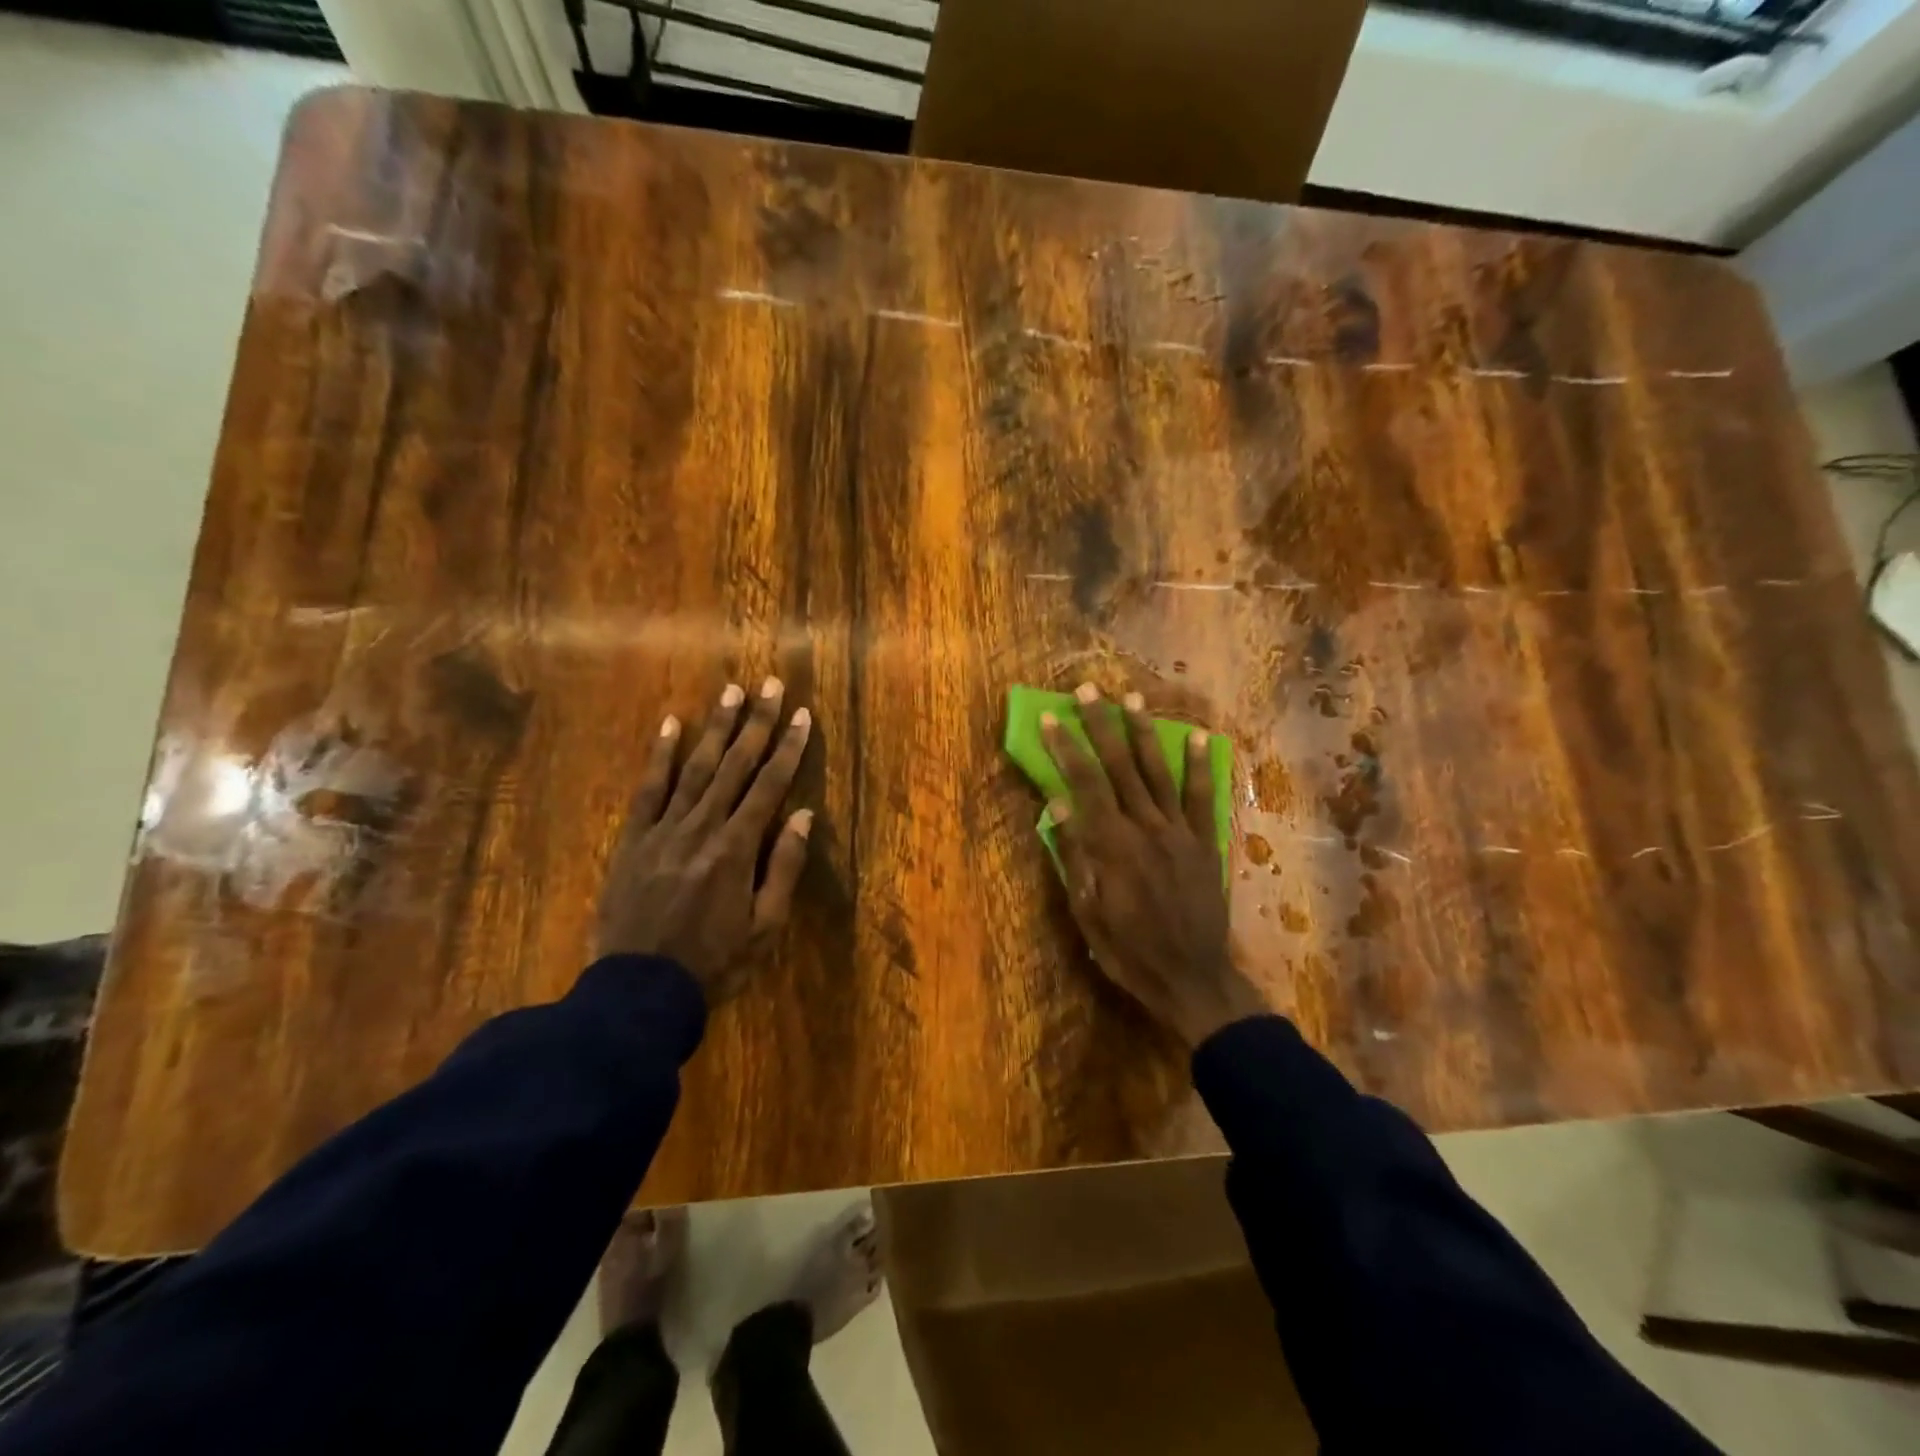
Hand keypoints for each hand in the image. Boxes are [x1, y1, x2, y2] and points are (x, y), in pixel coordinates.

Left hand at [596, 677, 813, 1004]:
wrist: (638, 991)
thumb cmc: (713, 962)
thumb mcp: (765, 927)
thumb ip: (784, 867)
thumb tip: (802, 814)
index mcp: (736, 848)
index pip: (769, 786)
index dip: (788, 748)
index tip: (801, 715)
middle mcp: (702, 827)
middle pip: (735, 766)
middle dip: (755, 723)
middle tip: (768, 685)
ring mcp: (663, 830)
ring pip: (694, 768)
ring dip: (715, 728)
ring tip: (730, 693)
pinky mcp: (633, 839)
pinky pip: (647, 789)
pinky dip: (660, 756)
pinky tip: (670, 725)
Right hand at [1042, 684, 1265, 1045]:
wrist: (1193, 979)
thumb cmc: (1129, 952)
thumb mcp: (1088, 915)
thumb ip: (1075, 858)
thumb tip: (1058, 807)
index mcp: (1112, 847)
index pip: (1083, 786)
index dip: (1067, 749)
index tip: (1053, 718)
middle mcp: (1145, 829)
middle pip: (1119, 768)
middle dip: (1101, 726)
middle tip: (1089, 690)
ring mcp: (1180, 833)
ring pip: (1158, 773)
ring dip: (1144, 733)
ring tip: (1133, 698)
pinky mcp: (1205, 843)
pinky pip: (1202, 798)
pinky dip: (1201, 766)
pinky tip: (1199, 736)